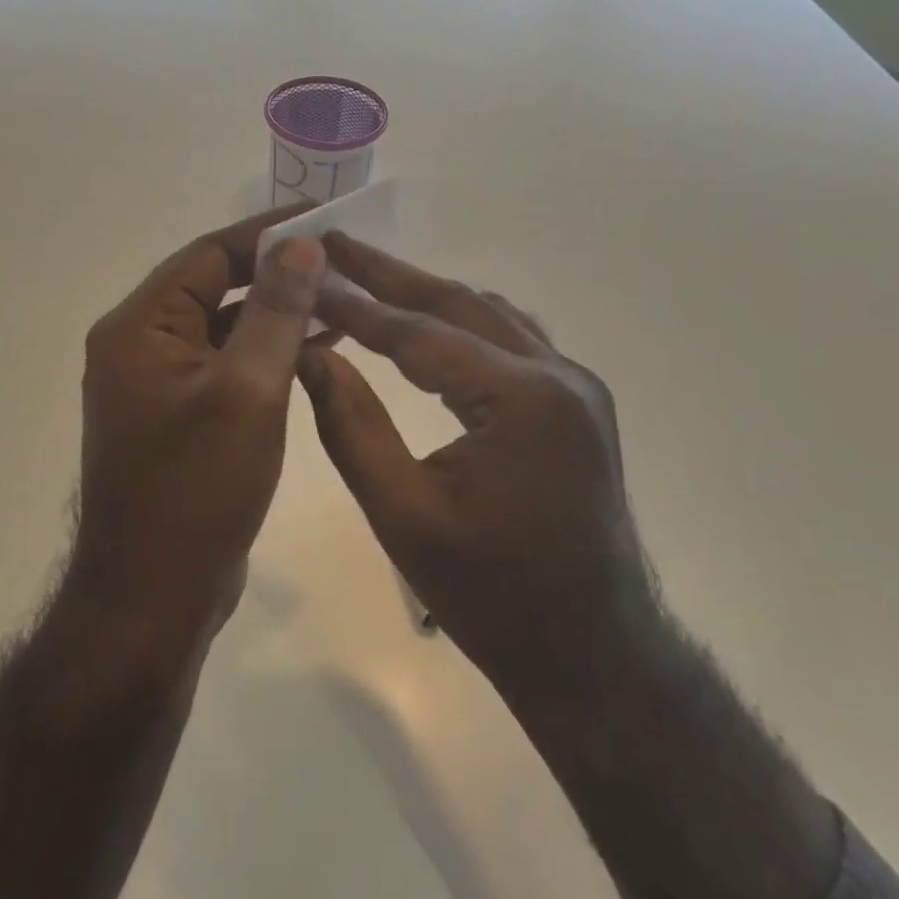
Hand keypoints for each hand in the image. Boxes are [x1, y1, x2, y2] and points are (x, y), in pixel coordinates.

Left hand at [71, 207, 325, 654]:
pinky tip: (317, 350)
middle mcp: (140, 345)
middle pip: (214, 285)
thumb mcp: (247, 390)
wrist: (153, 599)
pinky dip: (267, 353)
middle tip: (341, 260)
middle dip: (277, 273)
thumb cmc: (197, 490)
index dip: (268, 233)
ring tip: (341, 300)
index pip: (209, 253)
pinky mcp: (179, 416)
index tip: (325, 220)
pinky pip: (226, 366)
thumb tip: (301, 245)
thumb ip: (275, 311)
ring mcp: (157, 383)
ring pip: (224, 327)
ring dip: (276, 313)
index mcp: (140, 327)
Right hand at [297, 235, 658, 709]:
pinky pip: (510, 340)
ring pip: (487, 315)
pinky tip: (427, 323)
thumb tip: (309, 354)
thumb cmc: (491, 596)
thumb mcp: (403, 515)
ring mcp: (576, 386)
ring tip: (366, 276)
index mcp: (521, 400)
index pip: (420, 334)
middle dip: (390, 275)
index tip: (306, 272)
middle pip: (458, 304)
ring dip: (426, 294)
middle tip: (333, 244)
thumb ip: (351, 426)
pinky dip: (460, 322)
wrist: (592, 654)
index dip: (356, 304)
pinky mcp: (577, 403)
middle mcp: (558, 374)